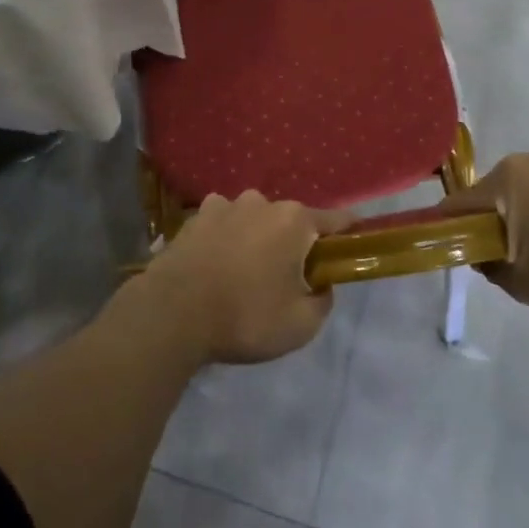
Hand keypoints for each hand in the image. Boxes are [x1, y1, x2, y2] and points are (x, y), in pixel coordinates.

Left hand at [136, 191, 353, 364]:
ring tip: (247, 271)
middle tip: (288, 277)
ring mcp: (224, 205)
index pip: (335, 220)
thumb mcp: (301, 325)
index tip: (355, 240)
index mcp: (294, 221)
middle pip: (290, 220)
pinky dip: (226, 238)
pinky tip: (217, 263)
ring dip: (256, 238)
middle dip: (294, 242)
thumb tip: (319, 285)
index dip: (348, 231)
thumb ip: (322, 301)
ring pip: (253, 219)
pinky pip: (222, 224)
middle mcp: (261, 202)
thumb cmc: (245, 316)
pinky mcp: (194, 218)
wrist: (173, 313)